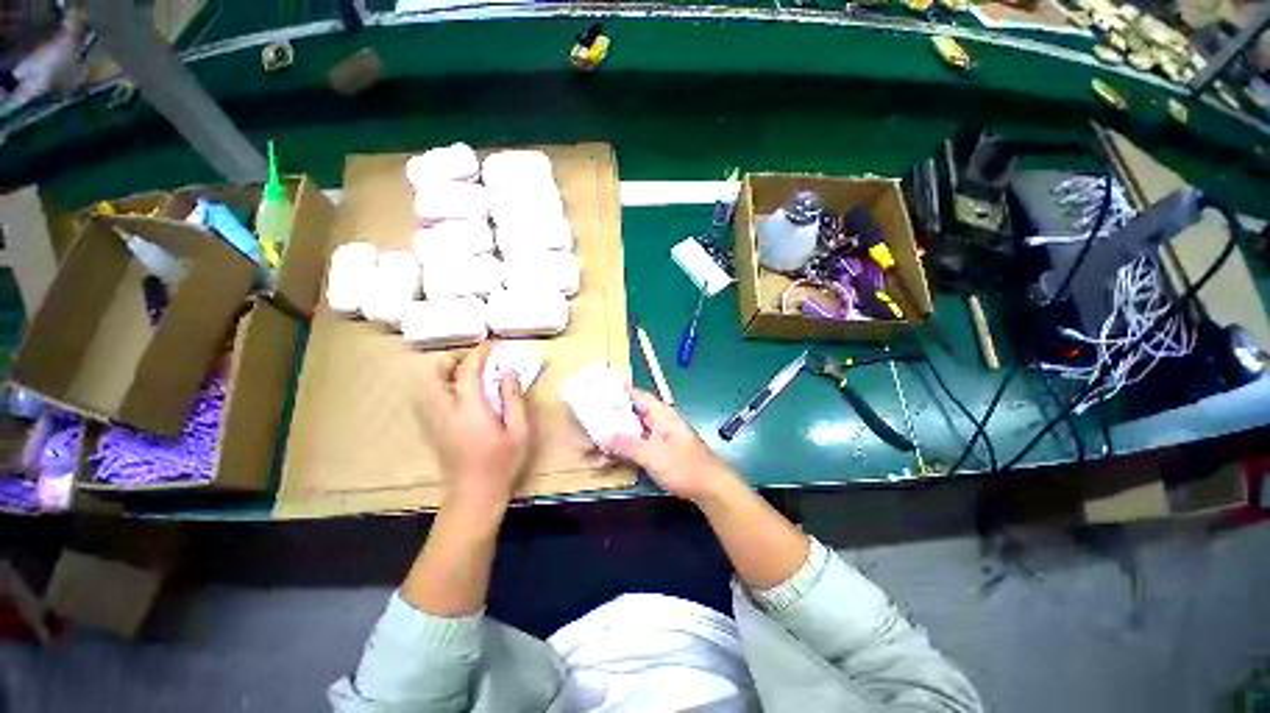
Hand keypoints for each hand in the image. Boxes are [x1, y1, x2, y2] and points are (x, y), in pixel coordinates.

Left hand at [417, 343, 530, 512]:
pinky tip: (458, 393)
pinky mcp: (432, 430)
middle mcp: (446, 411)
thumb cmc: (502, 463)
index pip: (467, 372)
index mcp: (470, 410)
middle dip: (452, 360)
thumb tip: (508, 373)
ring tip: (466, 373)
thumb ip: (513, 399)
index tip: (489, 344)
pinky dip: (440, 386)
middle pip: (435, 375)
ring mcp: (434, 421)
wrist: (474, 495)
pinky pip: (429, 399)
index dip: (478, 354)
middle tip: (473, 360)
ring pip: (428, 386)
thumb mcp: (519, 431)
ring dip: (444, 373)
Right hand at [606, 389, 738, 503]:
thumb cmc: (684, 466)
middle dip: (611, 418)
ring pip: (633, 431)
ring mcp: (659, 437)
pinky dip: (624, 449)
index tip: (596, 397)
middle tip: (589, 423)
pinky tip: (609, 458)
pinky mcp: (659, 452)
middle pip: (632, 414)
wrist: (710, 489)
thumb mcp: (653, 455)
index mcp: (662, 414)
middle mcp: (660, 422)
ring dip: (616, 436)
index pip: (637, 396)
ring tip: (593, 443)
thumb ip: (627, 444)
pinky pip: (637, 445)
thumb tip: (602, 435)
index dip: (617, 394)